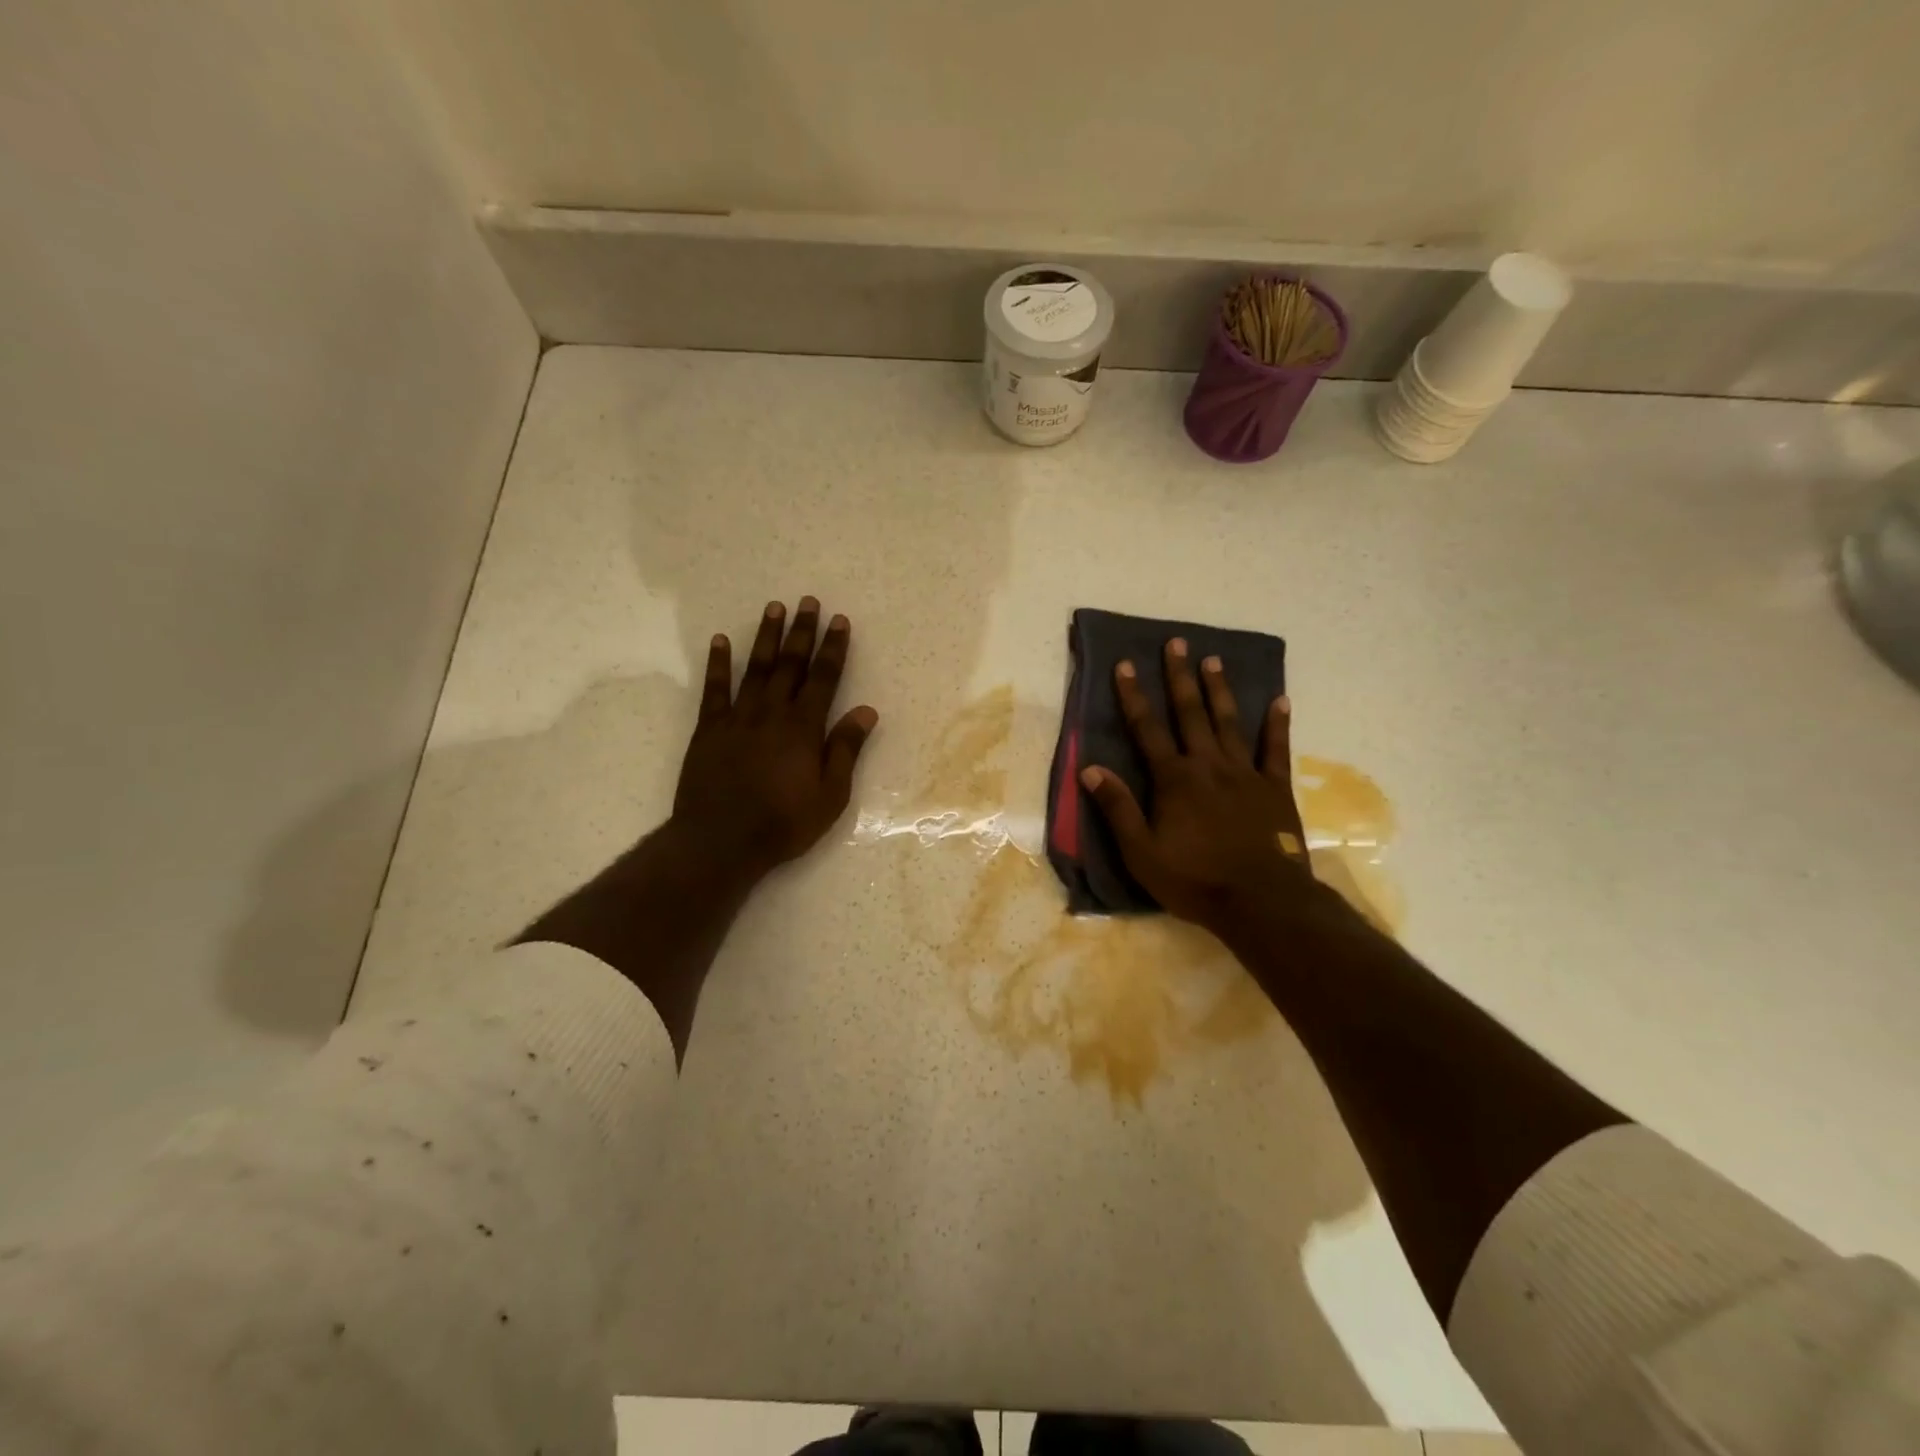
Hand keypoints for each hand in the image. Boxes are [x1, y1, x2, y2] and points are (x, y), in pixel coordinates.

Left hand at [671, 597, 877, 880]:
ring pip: (755, 668)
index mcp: (804, 728)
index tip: (839, 621)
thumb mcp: (830, 795)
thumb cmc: (784, 822)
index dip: (833, 648)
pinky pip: (714, 689)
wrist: (721, 841)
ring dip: (765, 637)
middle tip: (808, 602)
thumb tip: (866, 711)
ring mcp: (737, 718)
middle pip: (790, 664)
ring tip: (773, 607)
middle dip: (801, 632)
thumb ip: (845, 749)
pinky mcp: (709, 729)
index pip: (824, 678)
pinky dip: (718, 663)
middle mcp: (772, 713)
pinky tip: (720, 640)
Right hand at [1079, 637, 1317, 938]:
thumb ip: (1117, 808)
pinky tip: (1280, 700)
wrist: (1261, 901)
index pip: (1147, 729)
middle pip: (1191, 713)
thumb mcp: (1141, 852)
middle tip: (1177, 643)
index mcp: (1173, 779)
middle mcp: (1208, 765)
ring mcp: (1245, 773)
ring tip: (1214, 659)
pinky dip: (1277, 724)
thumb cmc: (1194, 879)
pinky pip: (1275, 749)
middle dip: (1180, 677)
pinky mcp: (1275, 788)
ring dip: (1220, 689)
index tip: (1125, 665)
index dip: (1133, 696)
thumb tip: (1091, 769)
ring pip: (1229, 722)